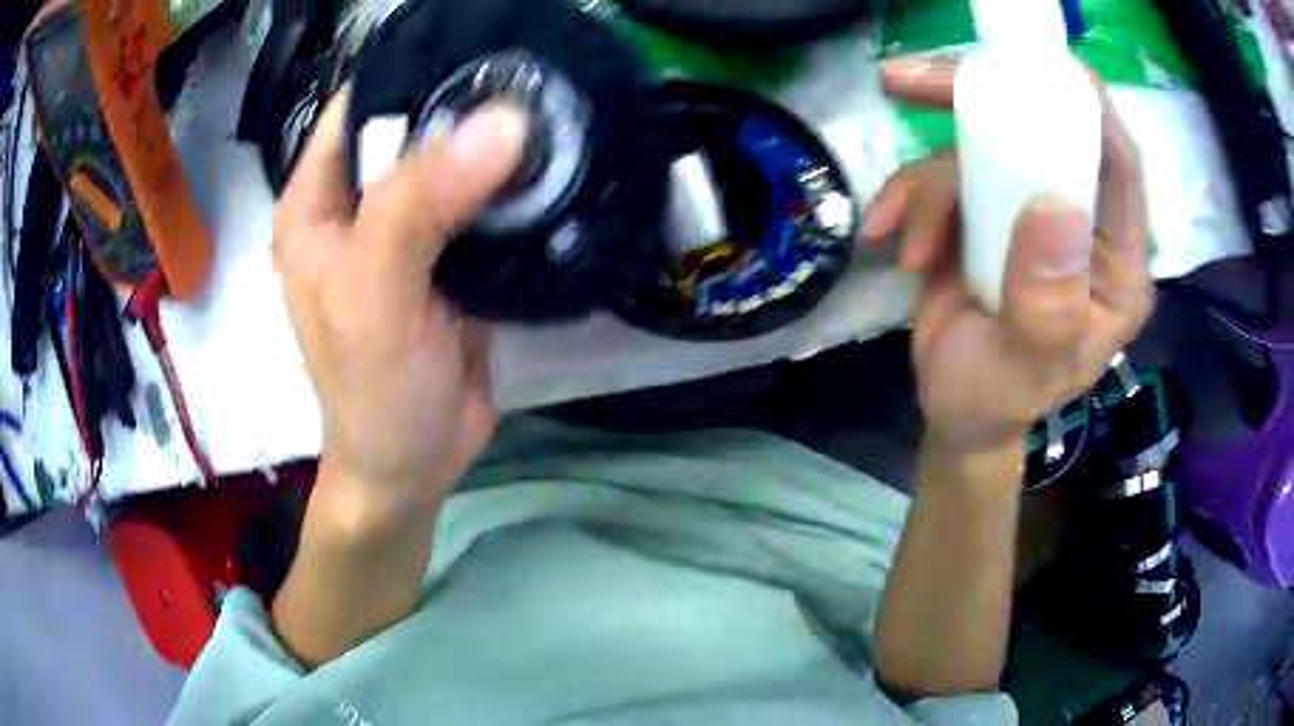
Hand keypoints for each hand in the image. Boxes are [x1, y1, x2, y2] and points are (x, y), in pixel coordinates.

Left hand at [273, 89, 528, 511]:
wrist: (415, 464)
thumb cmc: (373, 391)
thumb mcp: (377, 296)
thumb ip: (419, 206)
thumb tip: (501, 123)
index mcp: (317, 204)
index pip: (358, 106)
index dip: (412, 72)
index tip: (481, 50)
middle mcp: (357, 206)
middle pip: (412, 128)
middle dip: (467, 103)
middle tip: (536, 78)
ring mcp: (407, 231)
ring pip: (453, 163)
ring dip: (498, 143)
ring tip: (558, 110)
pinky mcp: (450, 258)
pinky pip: (483, 204)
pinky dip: (517, 187)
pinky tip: (558, 168)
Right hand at [864, 56, 1154, 454]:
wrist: (959, 411)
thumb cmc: (1002, 399)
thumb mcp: (1028, 366)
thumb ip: (1047, 303)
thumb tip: (1054, 208)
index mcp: (1116, 263)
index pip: (1118, 167)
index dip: (1086, 107)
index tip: (1037, 69)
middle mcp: (1080, 222)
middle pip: (1043, 132)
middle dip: (979, 102)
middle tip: (909, 81)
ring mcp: (1029, 211)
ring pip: (980, 152)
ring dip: (930, 188)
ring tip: (910, 247)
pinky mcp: (986, 210)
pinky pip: (944, 176)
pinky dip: (908, 199)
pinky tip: (888, 235)